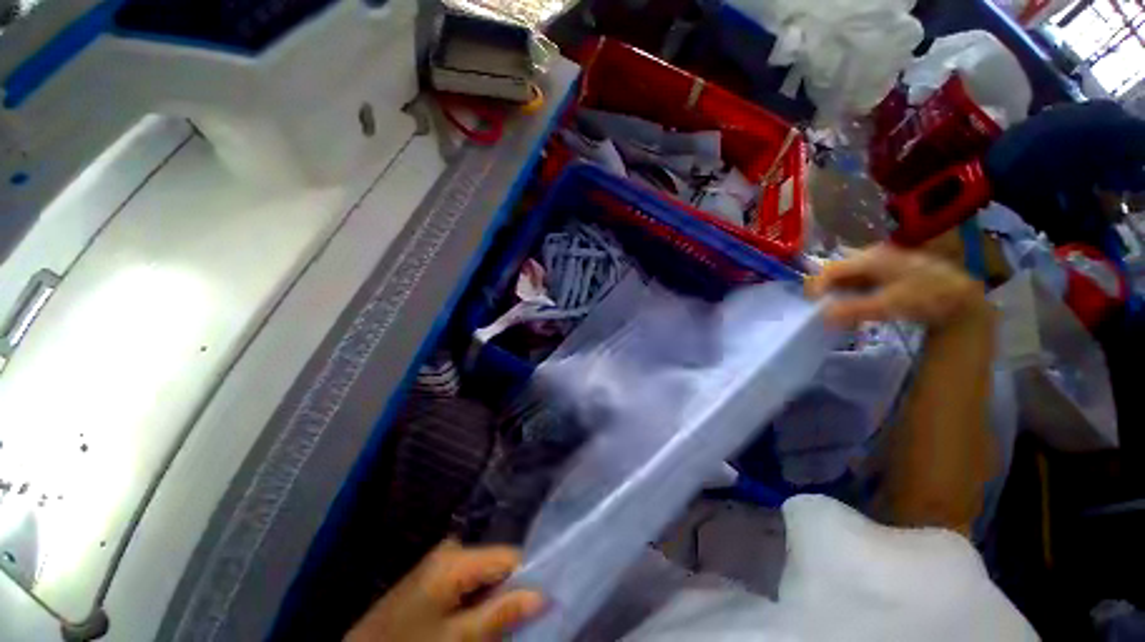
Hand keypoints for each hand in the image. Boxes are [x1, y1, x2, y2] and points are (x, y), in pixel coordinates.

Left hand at [346, 541, 543, 641]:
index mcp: (456, 558)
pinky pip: (468, 578)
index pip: (509, 557)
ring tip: (487, 627)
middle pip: (496, 564)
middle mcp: (452, 548)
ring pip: (484, 573)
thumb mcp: (458, 640)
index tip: (539, 606)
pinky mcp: (434, 571)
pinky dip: (476, 599)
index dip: (527, 579)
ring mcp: (441, 558)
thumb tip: (543, 595)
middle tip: (508, 625)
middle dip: (506, 592)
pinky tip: (469, 621)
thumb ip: (500, 615)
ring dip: (491, 599)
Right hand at [805, 244, 991, 330]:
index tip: (813, 305)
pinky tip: (857, 304)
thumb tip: (822, 316)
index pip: (832, 269)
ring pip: (850, 276)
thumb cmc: (926, 298)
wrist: (963, 298)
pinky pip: (862, 280)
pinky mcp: (891, 271)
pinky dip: (854, 292)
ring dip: (841, 292)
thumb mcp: (889, 305)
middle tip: (823, 309)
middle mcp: (875, 255)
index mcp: (871, 258)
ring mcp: (884, 262)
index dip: (818, 286)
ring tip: (837, 309)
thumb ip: (853, 310)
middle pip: (840, 270)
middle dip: (828, 289)